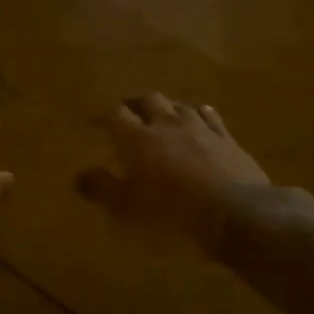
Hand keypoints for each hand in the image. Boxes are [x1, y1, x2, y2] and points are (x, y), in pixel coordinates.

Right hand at [78, 95, 270, 255]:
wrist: (234, 212)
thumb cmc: (171, 211)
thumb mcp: (127, 208)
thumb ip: (102, 189)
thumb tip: (79, 176)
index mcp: (137, 138)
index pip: (114, 115)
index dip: (102, 115)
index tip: (94, 120)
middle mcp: (167, 124)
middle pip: (149, 100)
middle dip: (136, 104)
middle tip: (129, 113)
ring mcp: (200, 128)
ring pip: (180, 106)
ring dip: (168, 108)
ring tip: (162, 115)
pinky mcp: (227, 139)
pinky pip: (211, 117)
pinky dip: (201, 114)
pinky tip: (201, 115)